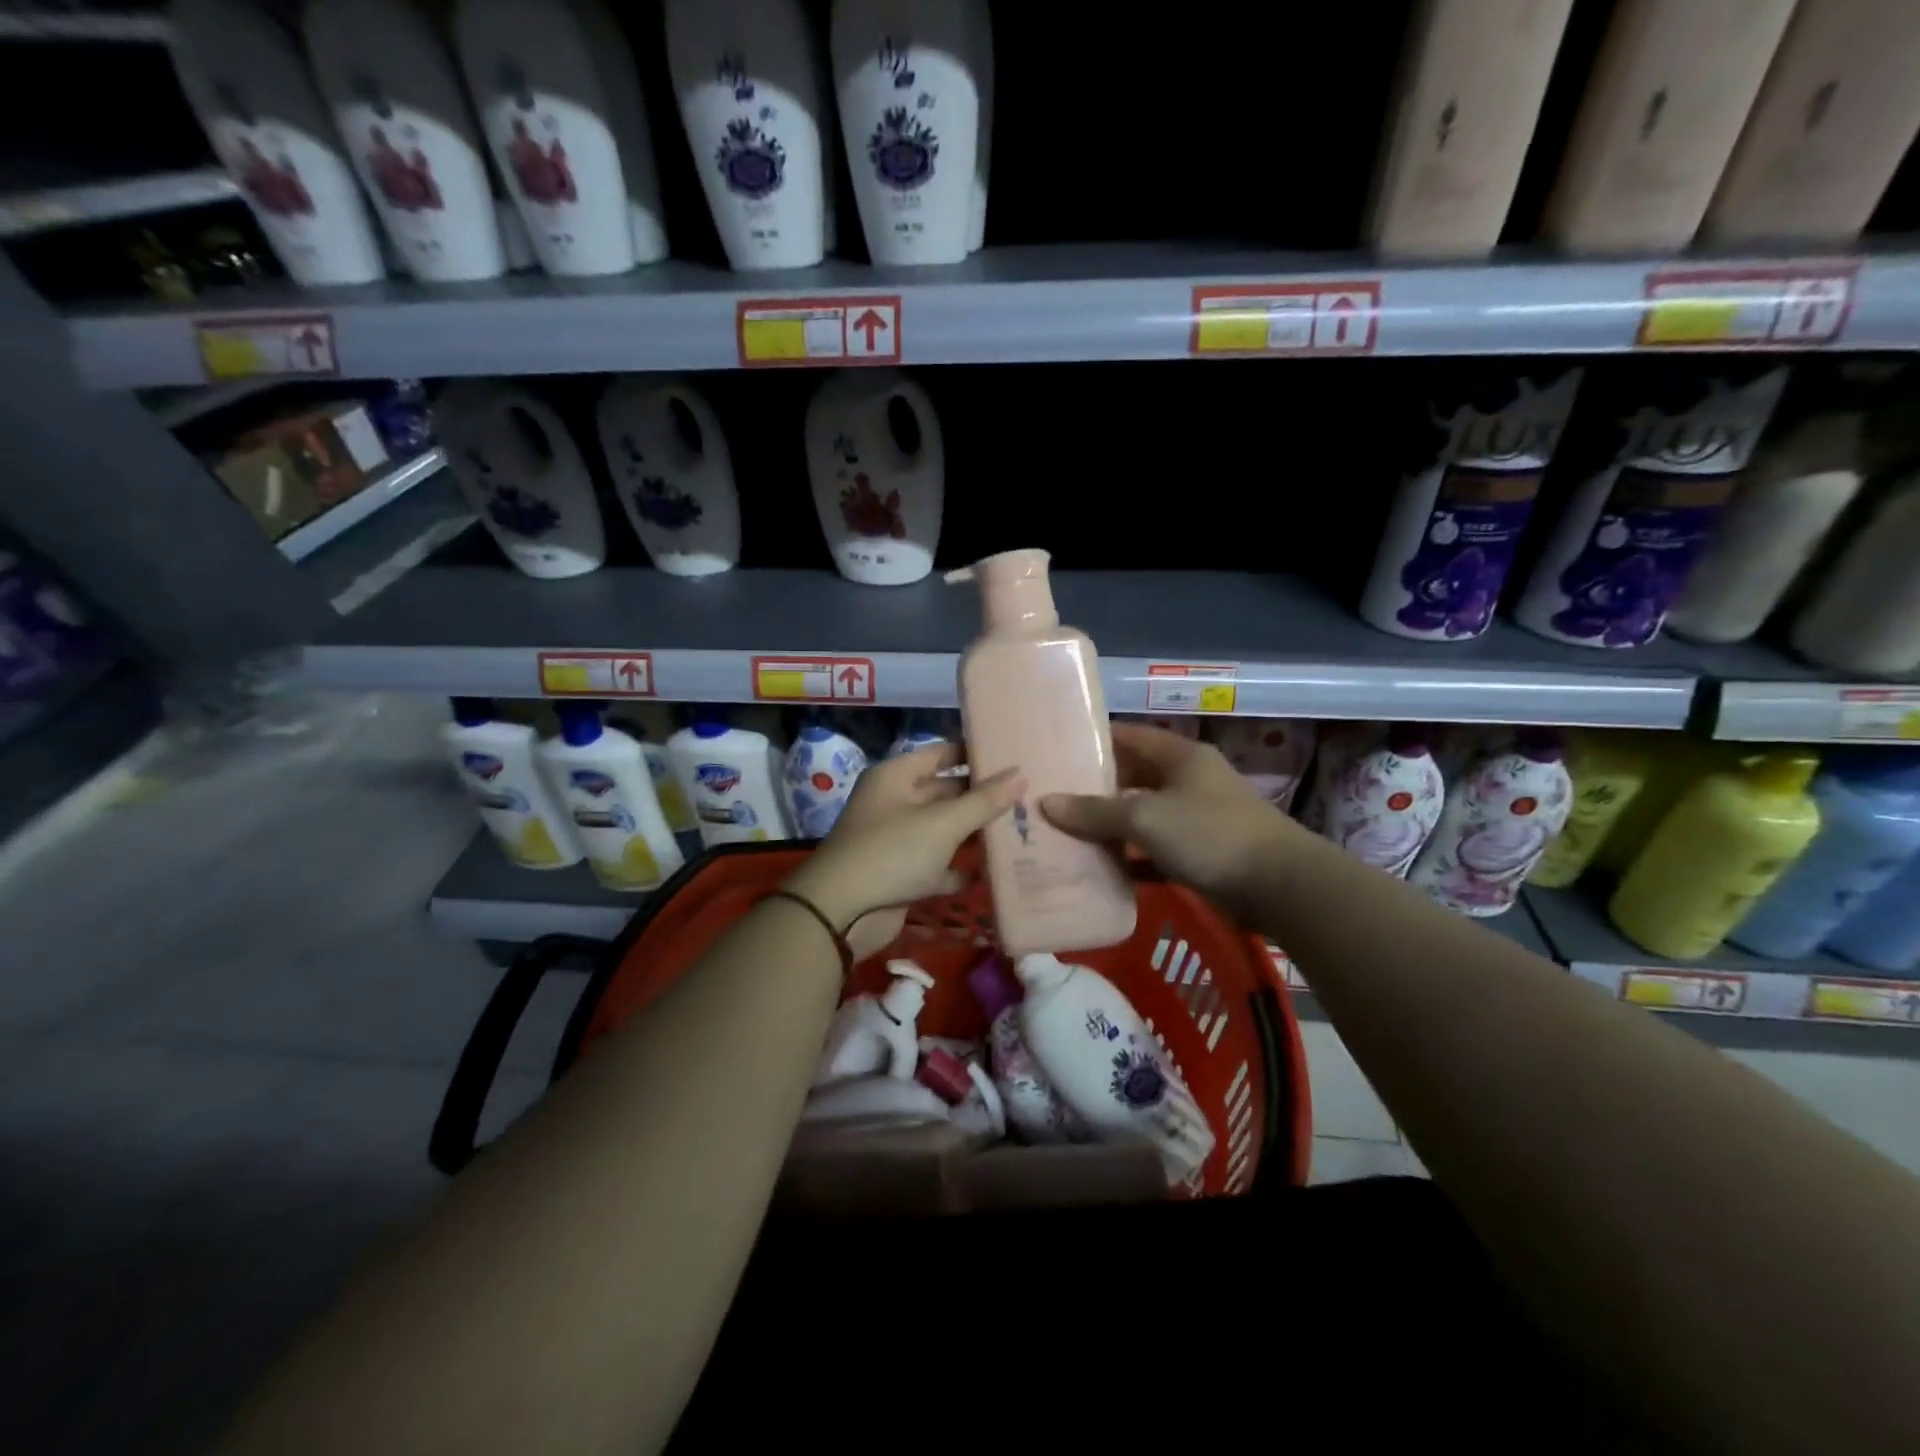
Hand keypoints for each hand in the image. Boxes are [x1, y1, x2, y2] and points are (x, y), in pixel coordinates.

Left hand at [782, 743, 1022, 958]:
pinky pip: (937, 865)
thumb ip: (983, 801)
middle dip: (981, 797)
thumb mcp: (943, 823)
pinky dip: (960, 869)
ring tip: (1021, 829)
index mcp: (896, 777)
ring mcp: (897, 840)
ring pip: (943, 830)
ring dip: (975, 833)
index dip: (974, 753)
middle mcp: (895, 802)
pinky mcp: (901, 874)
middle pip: (945, 792)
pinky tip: (994, 871)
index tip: (1013, 756)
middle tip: (1028, 796)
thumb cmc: (892, 852)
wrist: (841, 912)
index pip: (941, 753)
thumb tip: (1020, 774)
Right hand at [1042, 723, 1298, 918]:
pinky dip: (1132, 856)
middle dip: (1095, 787)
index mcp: (1180, 757)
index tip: (1057, 748)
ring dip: (1110, 825)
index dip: (1094, 739)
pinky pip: (1155, 849)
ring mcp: (1197, 817)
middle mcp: (1189, 780)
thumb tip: (1046, 803)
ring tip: (1066, 831)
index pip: (1129, 736)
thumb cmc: (1209, 834)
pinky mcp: (1201, 852)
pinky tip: (1101, 867)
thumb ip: (1096, 812)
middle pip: (1133, 777)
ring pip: (1143, 815)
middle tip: (1052, 795)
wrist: (1279, 885)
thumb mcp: (1145, 818)